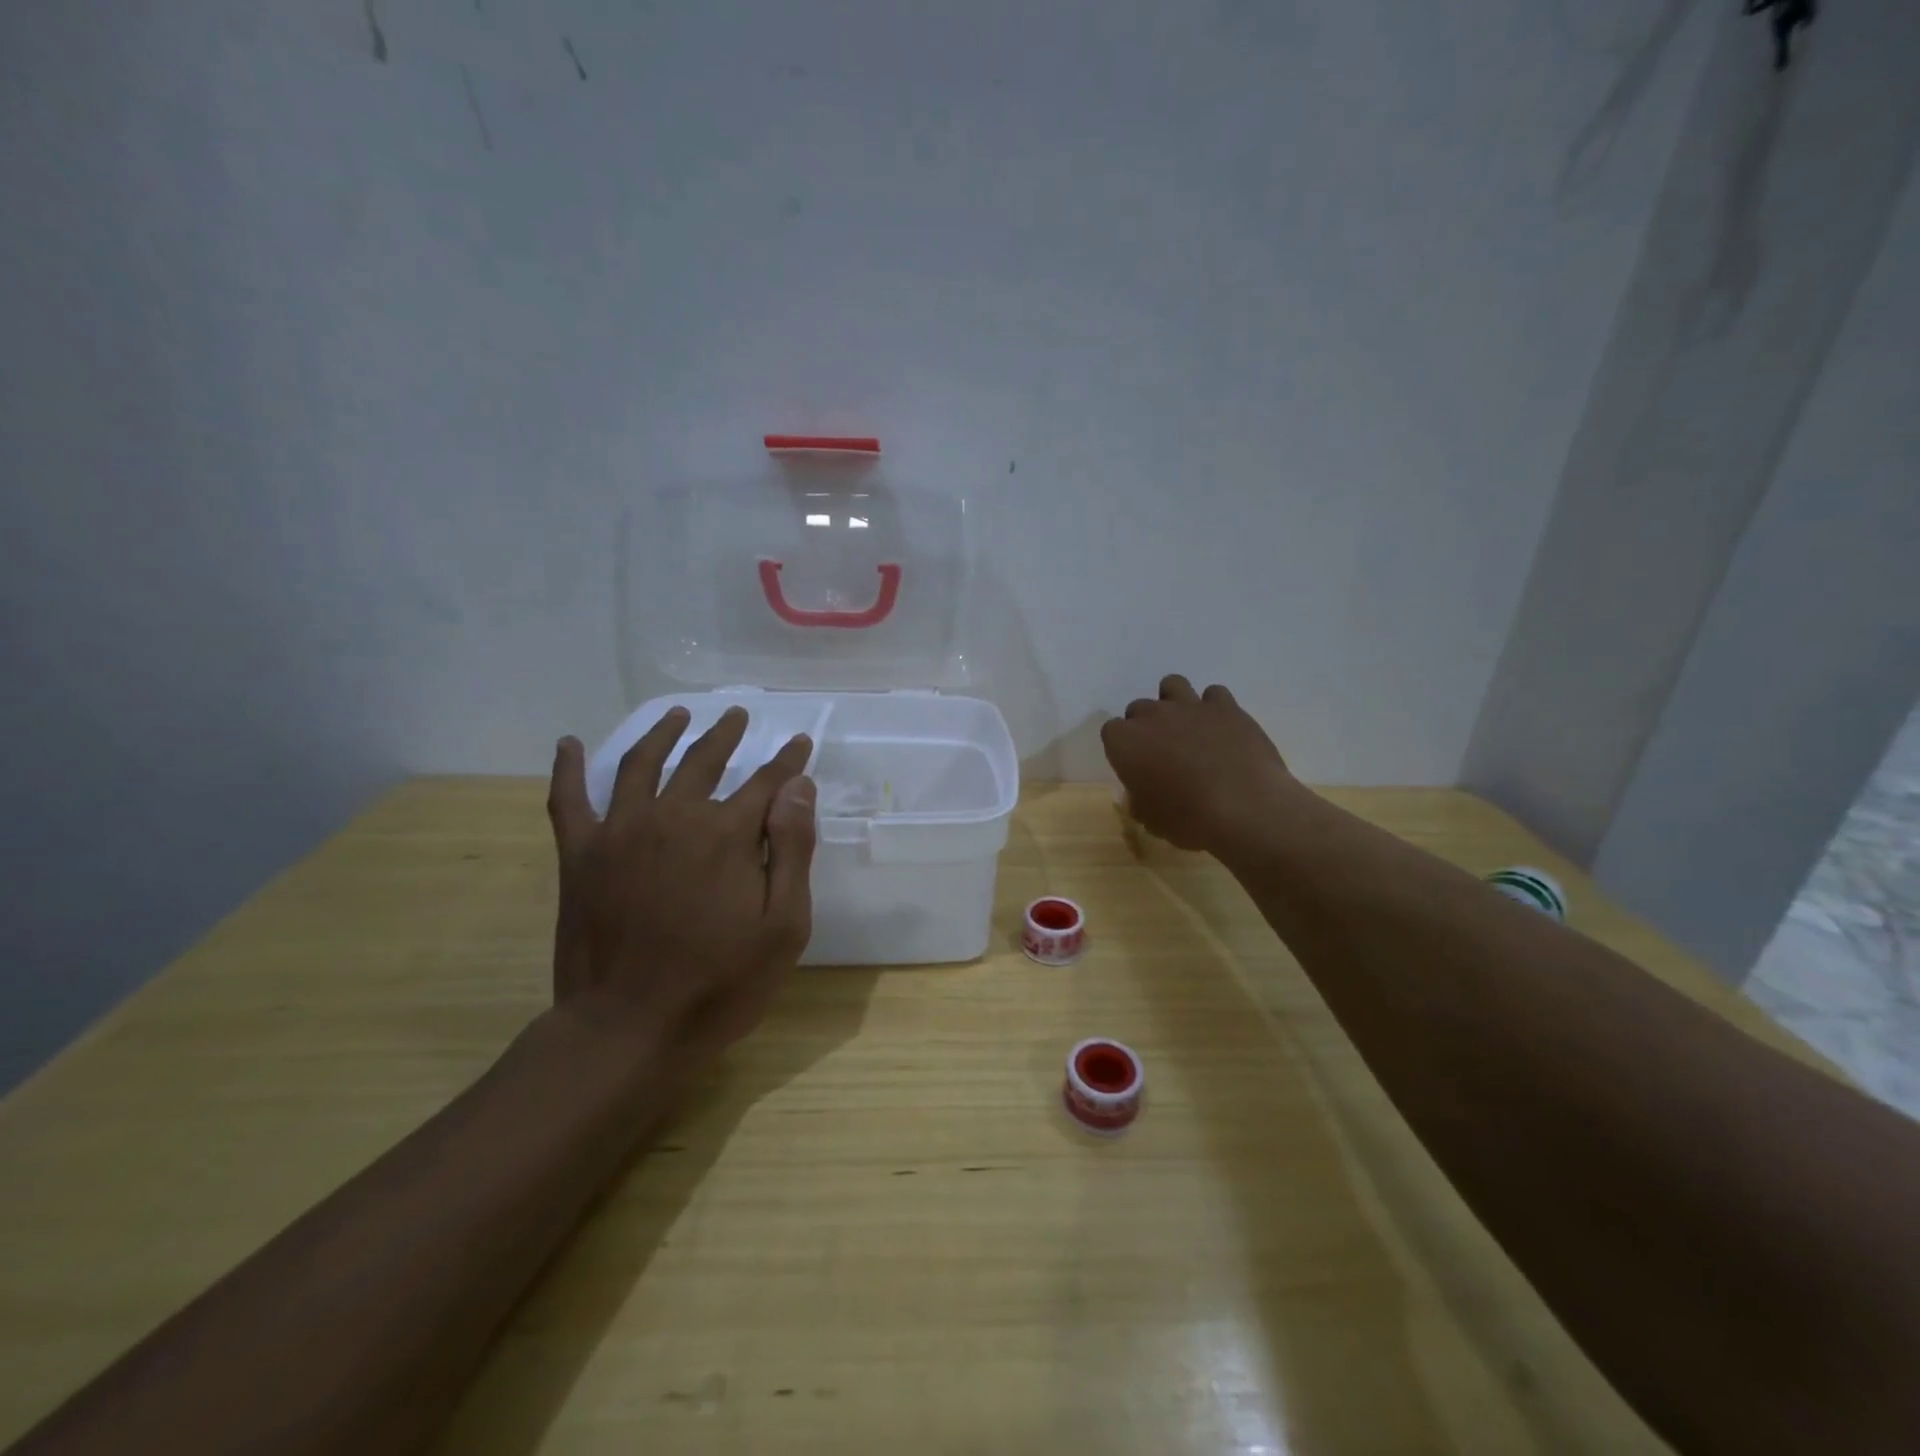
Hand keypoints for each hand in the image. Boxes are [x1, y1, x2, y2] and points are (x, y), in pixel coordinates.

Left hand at [545, 706, 817, 1062]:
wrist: (628, 1030)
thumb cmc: (720, 984)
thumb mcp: (783, 926)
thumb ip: (792, 850)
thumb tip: (797, 788)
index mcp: (726, 834)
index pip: (766, 782)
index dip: (787, 761)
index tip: (800, 741)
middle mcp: (673, 817)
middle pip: (704, 761)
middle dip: (726, 735)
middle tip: (737, 715)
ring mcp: (620, 832)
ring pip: (643, 765)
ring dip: (663, 733)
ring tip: (678, 714)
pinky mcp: (580, 856)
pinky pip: (569, 800)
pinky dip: (569, 769)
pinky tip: (571, 744)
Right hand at [1100, 675, 1297, 851]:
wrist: (1244, 809)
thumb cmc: (1187, 819)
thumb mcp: (1150, 818)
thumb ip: (1139, 797)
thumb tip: (1142, 792)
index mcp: (1125, 741)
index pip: (1111, 732)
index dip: (1123, 749)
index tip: (1135, 767)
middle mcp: (1152, 715)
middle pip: (1139, 708)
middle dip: (1147, 726)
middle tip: (1162, 752)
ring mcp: (1190, 706)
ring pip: (1172, 685)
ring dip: (1174, 702)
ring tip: (1187, 727)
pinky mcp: (1226, 707)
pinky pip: (1213, 694)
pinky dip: (1214, 708)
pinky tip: (1221, 728)